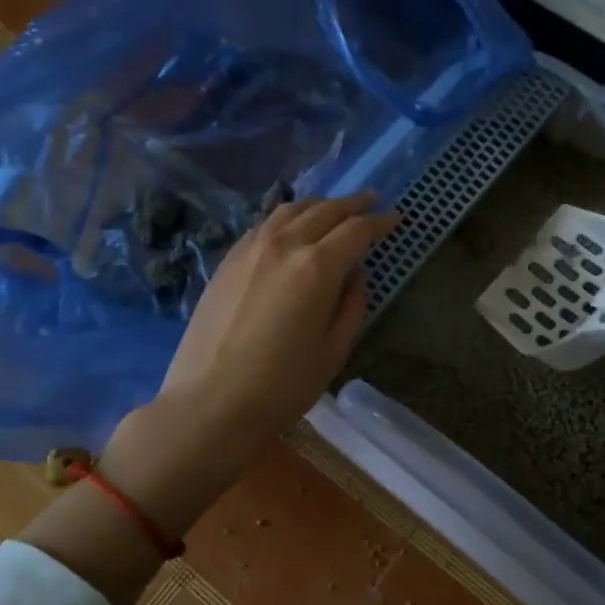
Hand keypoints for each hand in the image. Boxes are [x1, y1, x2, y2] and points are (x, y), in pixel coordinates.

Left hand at [101, 192, 396, 531]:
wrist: (209, 404)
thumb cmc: (282, 386)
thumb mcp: (334, 351)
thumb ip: (352, 305)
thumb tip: (354, 275)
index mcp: (317, 267)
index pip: (356, 231)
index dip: (380, 222)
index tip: (395, 217)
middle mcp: (284, 245)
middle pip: (324, 211)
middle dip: (352, 204)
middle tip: (371, 201)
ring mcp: (250, 249)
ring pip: (290, 210)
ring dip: (319, 205)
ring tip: (334, 209)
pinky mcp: (227, 261)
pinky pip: (264, 225)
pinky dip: (287, 218)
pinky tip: (292, 229)